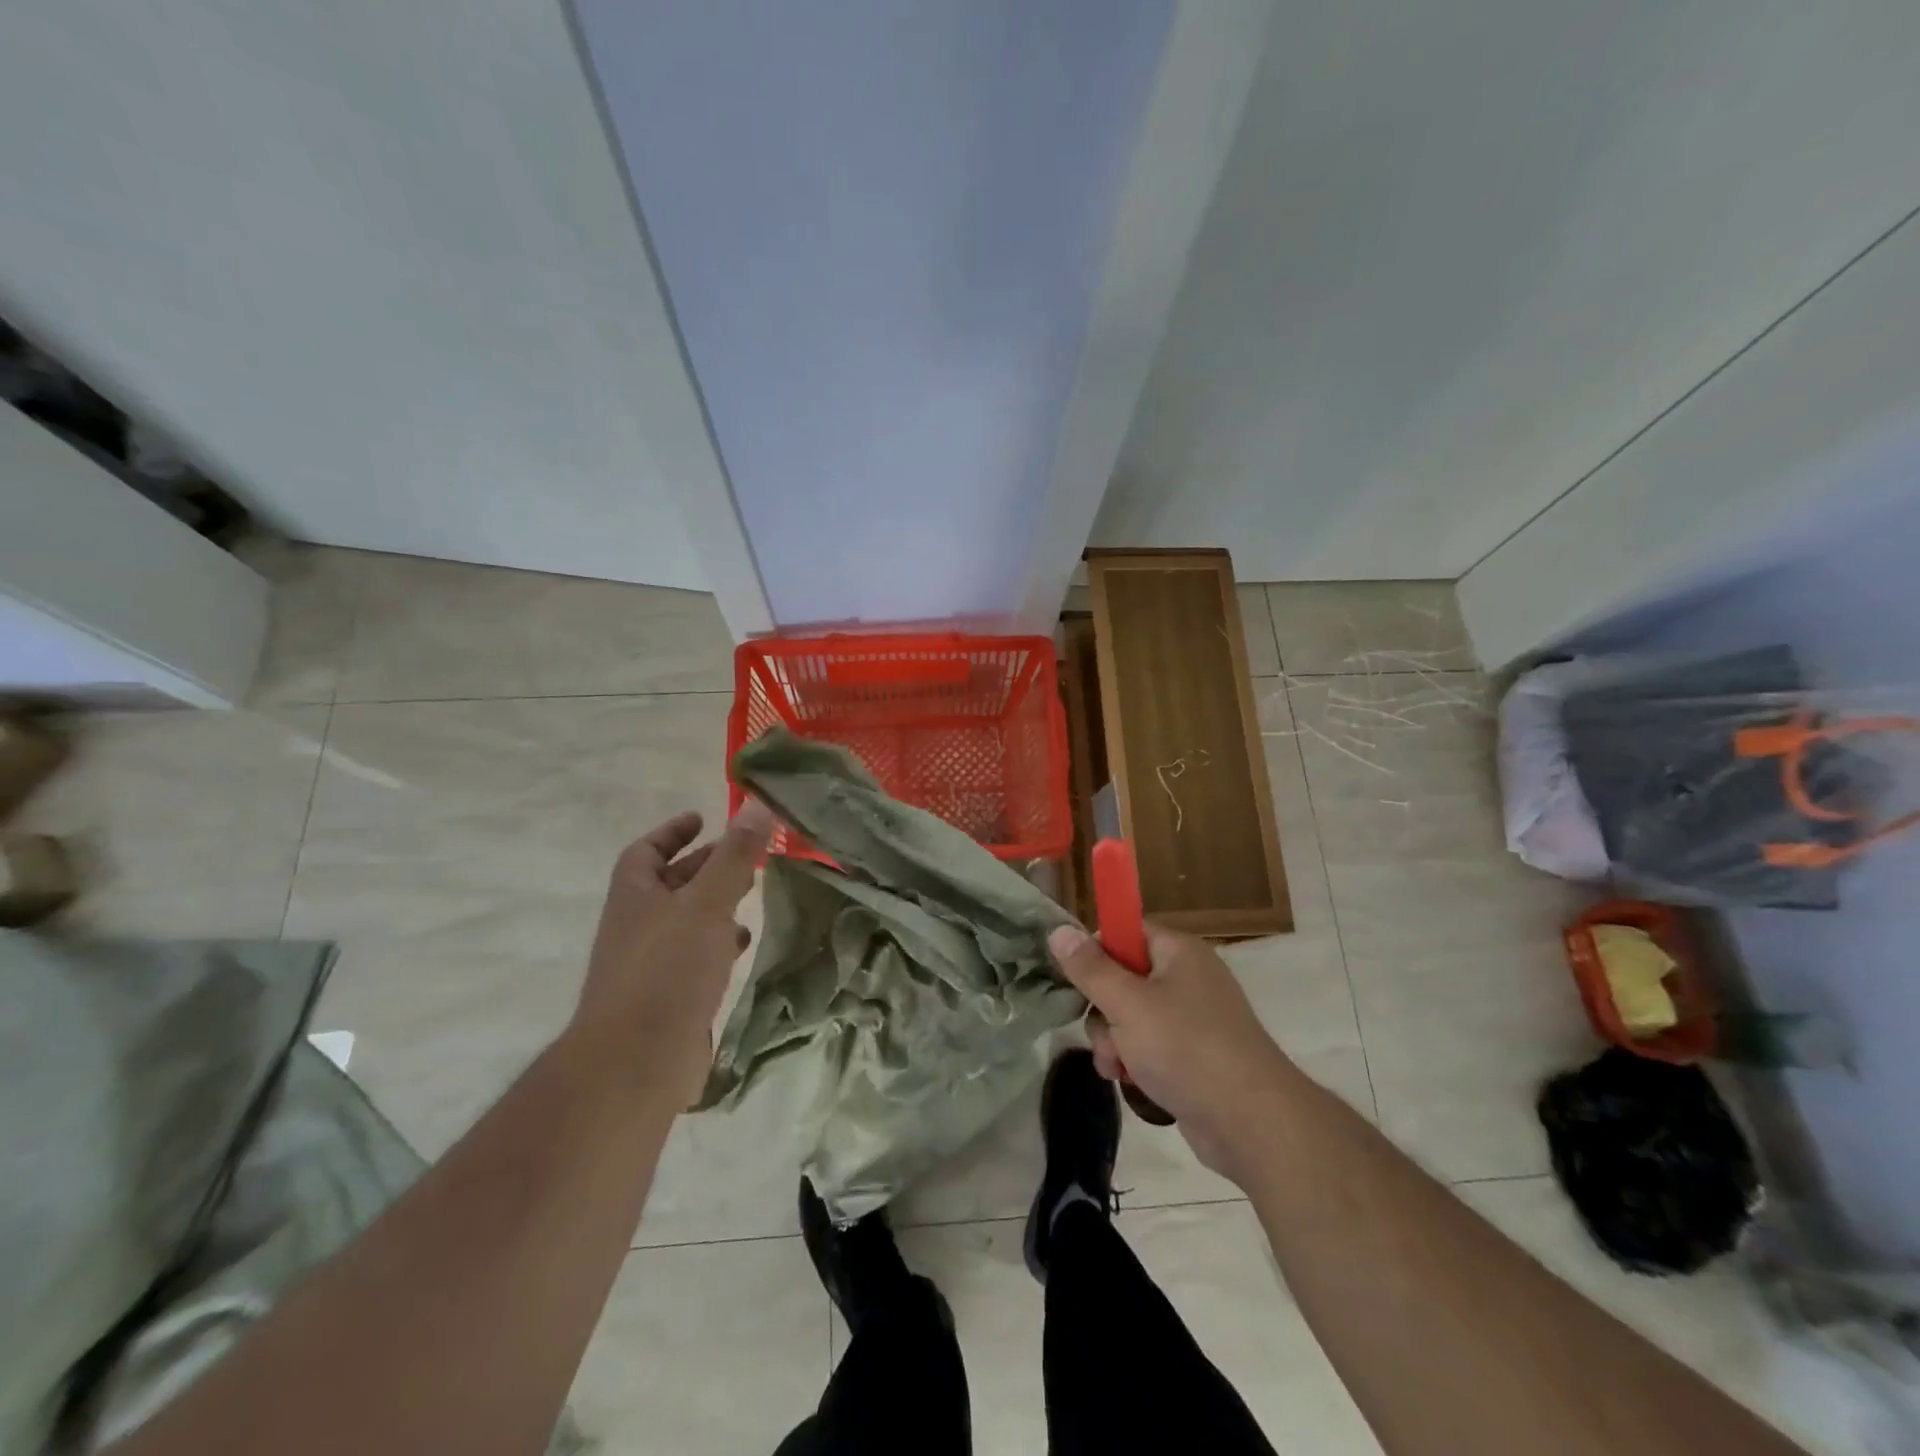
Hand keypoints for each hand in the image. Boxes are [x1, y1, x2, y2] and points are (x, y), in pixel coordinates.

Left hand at [568, 802, 773, 1102]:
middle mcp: (638, 927)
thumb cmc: (668, 971)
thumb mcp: (707, 904)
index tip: (702, 818)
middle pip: (670, 885)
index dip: (672, 832)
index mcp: (635, 896)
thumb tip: (756, 805)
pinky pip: (695, 958)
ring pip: (686, 922)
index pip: (646, 851)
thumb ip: (734, 856)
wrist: (636, 1064)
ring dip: (715, 905)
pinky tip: (744, 946)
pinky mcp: (668, 1000)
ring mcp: (650, 966)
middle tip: (745, 855)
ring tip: (752, 894)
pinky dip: (719, 944)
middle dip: (705, 866)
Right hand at [1048, 922, 1295, 1180]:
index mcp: (1178, 952)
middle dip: (1103, 1009)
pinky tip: (1129, 1082)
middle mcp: (1187, 978)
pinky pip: (1150, 1046)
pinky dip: (1135, 1061)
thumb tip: (1059, 930)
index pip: (1126, 931)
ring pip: (1131, 1016)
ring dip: (1114, 1041)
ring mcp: (1193, 1020)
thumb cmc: (1186, 1049)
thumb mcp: (1127, 1004)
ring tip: (1118, 1067)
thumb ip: (1090, 969)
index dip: (1097, 951)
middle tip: (1104, 1034)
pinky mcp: (1194, 1057)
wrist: (1252, 1124)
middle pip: (1124, 977)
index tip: (1077, 979)